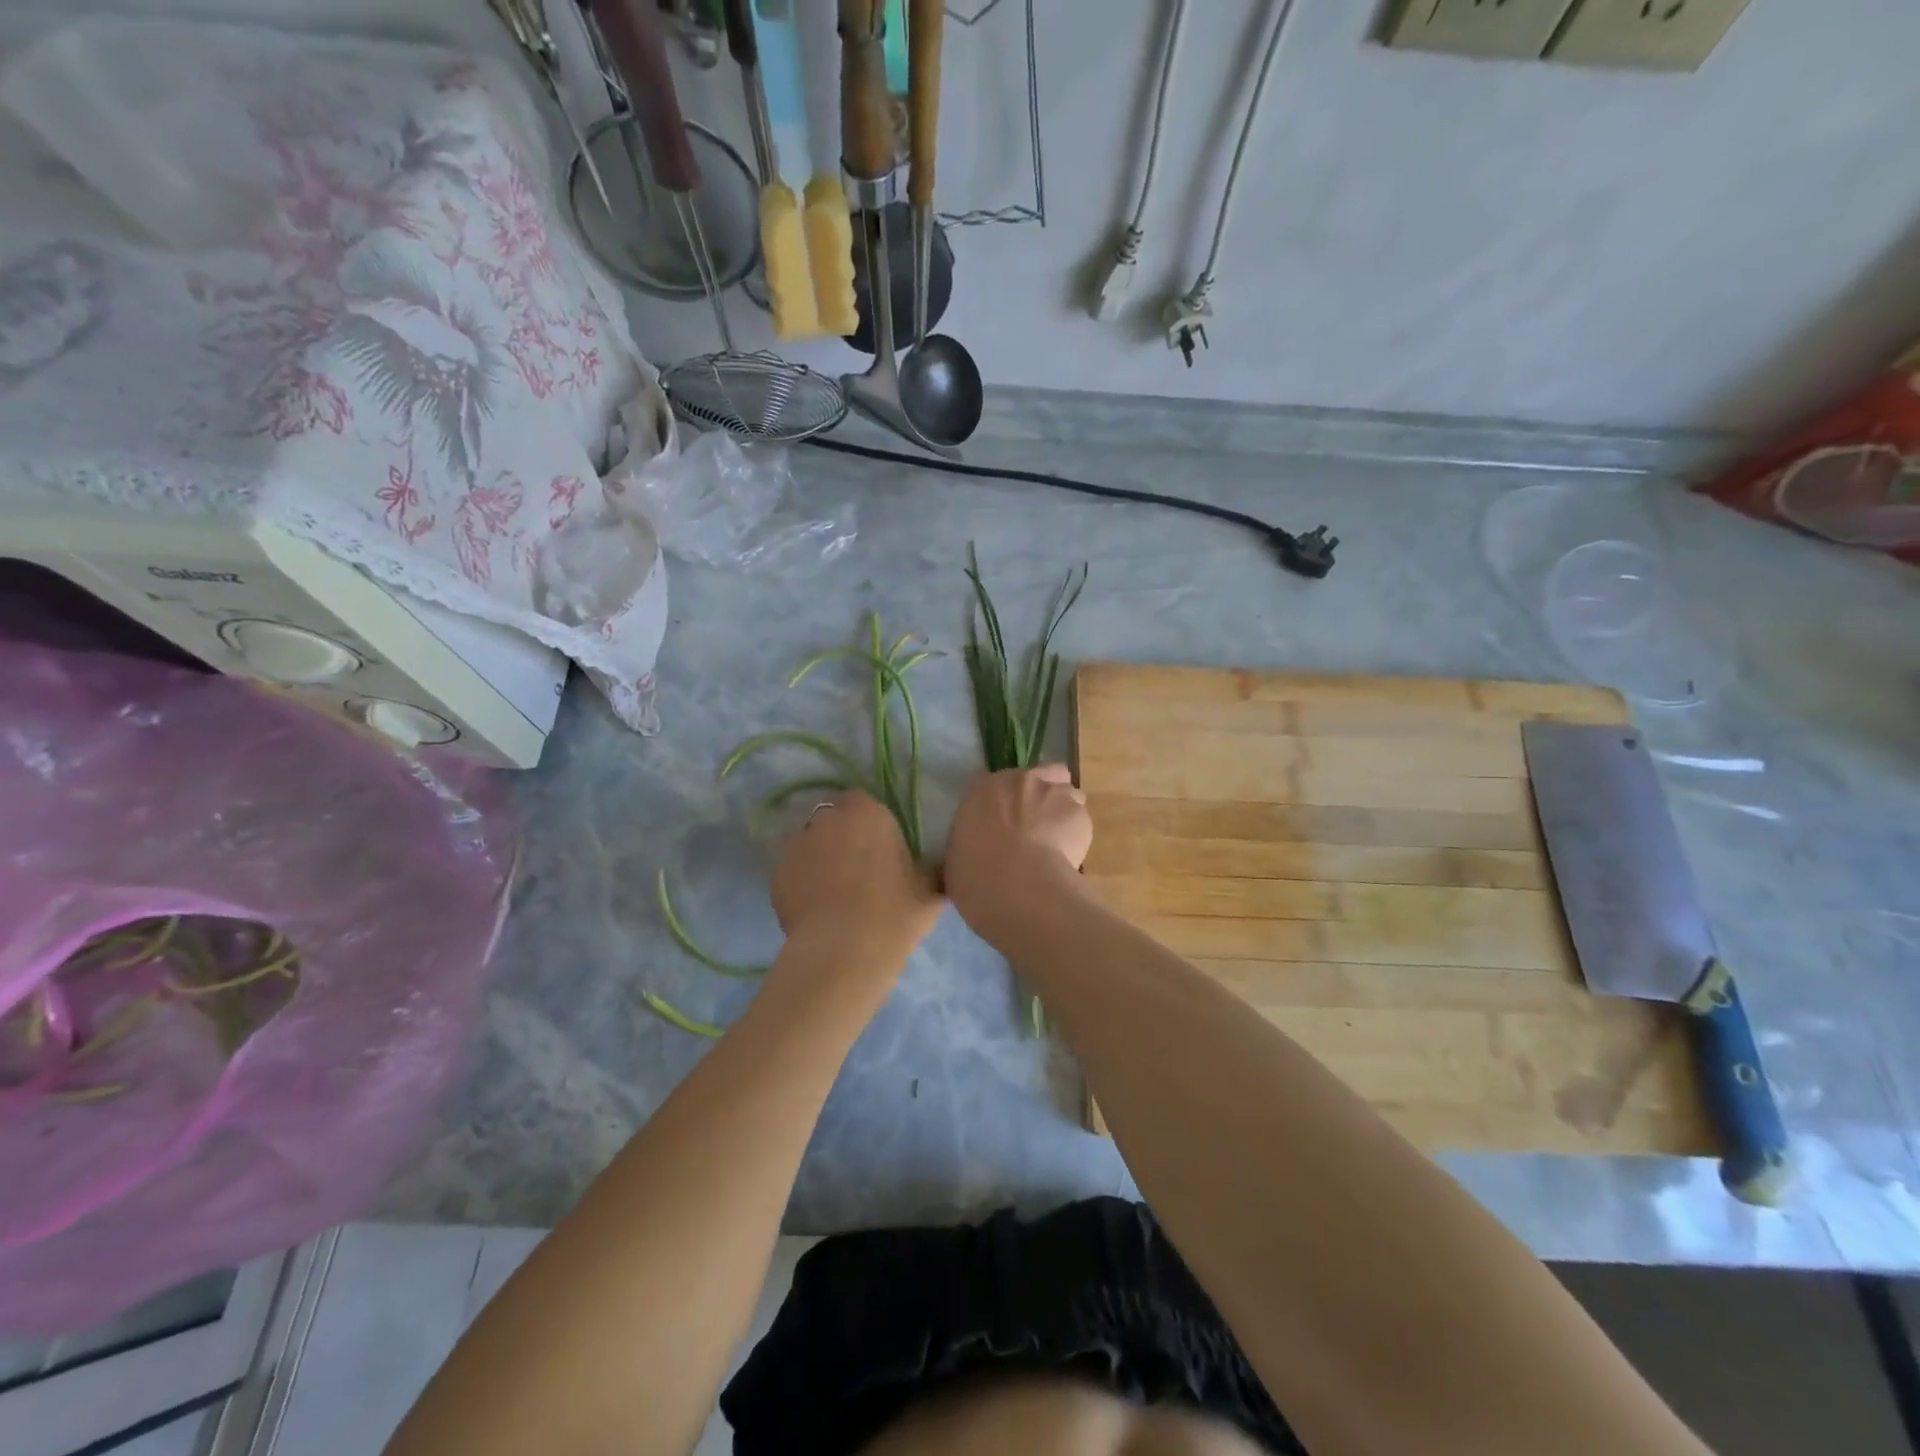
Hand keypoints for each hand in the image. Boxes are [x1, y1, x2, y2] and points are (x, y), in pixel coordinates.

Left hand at [771, 791, 943, 966]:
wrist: (843, 952)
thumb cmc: (894, 915)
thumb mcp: (931, 892)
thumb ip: (933, 870)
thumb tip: (940, 867)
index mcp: (867, 813)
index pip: (862, 801)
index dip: (868, 821)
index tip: (879, 846)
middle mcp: (828, 820)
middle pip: (832, 818)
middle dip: (841, 835)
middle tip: (857, 868)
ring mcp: (797, 846)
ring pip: (809, 843)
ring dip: (819, 856)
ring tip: (833, 890)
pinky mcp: (777, 874)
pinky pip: (792, 871)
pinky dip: (801, 882)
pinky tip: (815, 908)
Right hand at [945, 765, 1092, 948]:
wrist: (1016, 884)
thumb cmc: (975, 873)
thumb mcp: (957, 858)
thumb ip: (970, 845)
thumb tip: (973, 854)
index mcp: (983, 788)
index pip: (996, 785)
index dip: (1004, 803)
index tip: (1004, 824)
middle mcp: (1021, 780)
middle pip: (1038, 778)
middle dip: (1038, 799)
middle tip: (1034, 829)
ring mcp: (1054, 792)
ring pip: (1066, 794)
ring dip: (1062, 812)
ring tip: (1057, 844)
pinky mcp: (1080, 813)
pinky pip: (1080, 819)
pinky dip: (1076, 835)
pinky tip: (1069, 857)